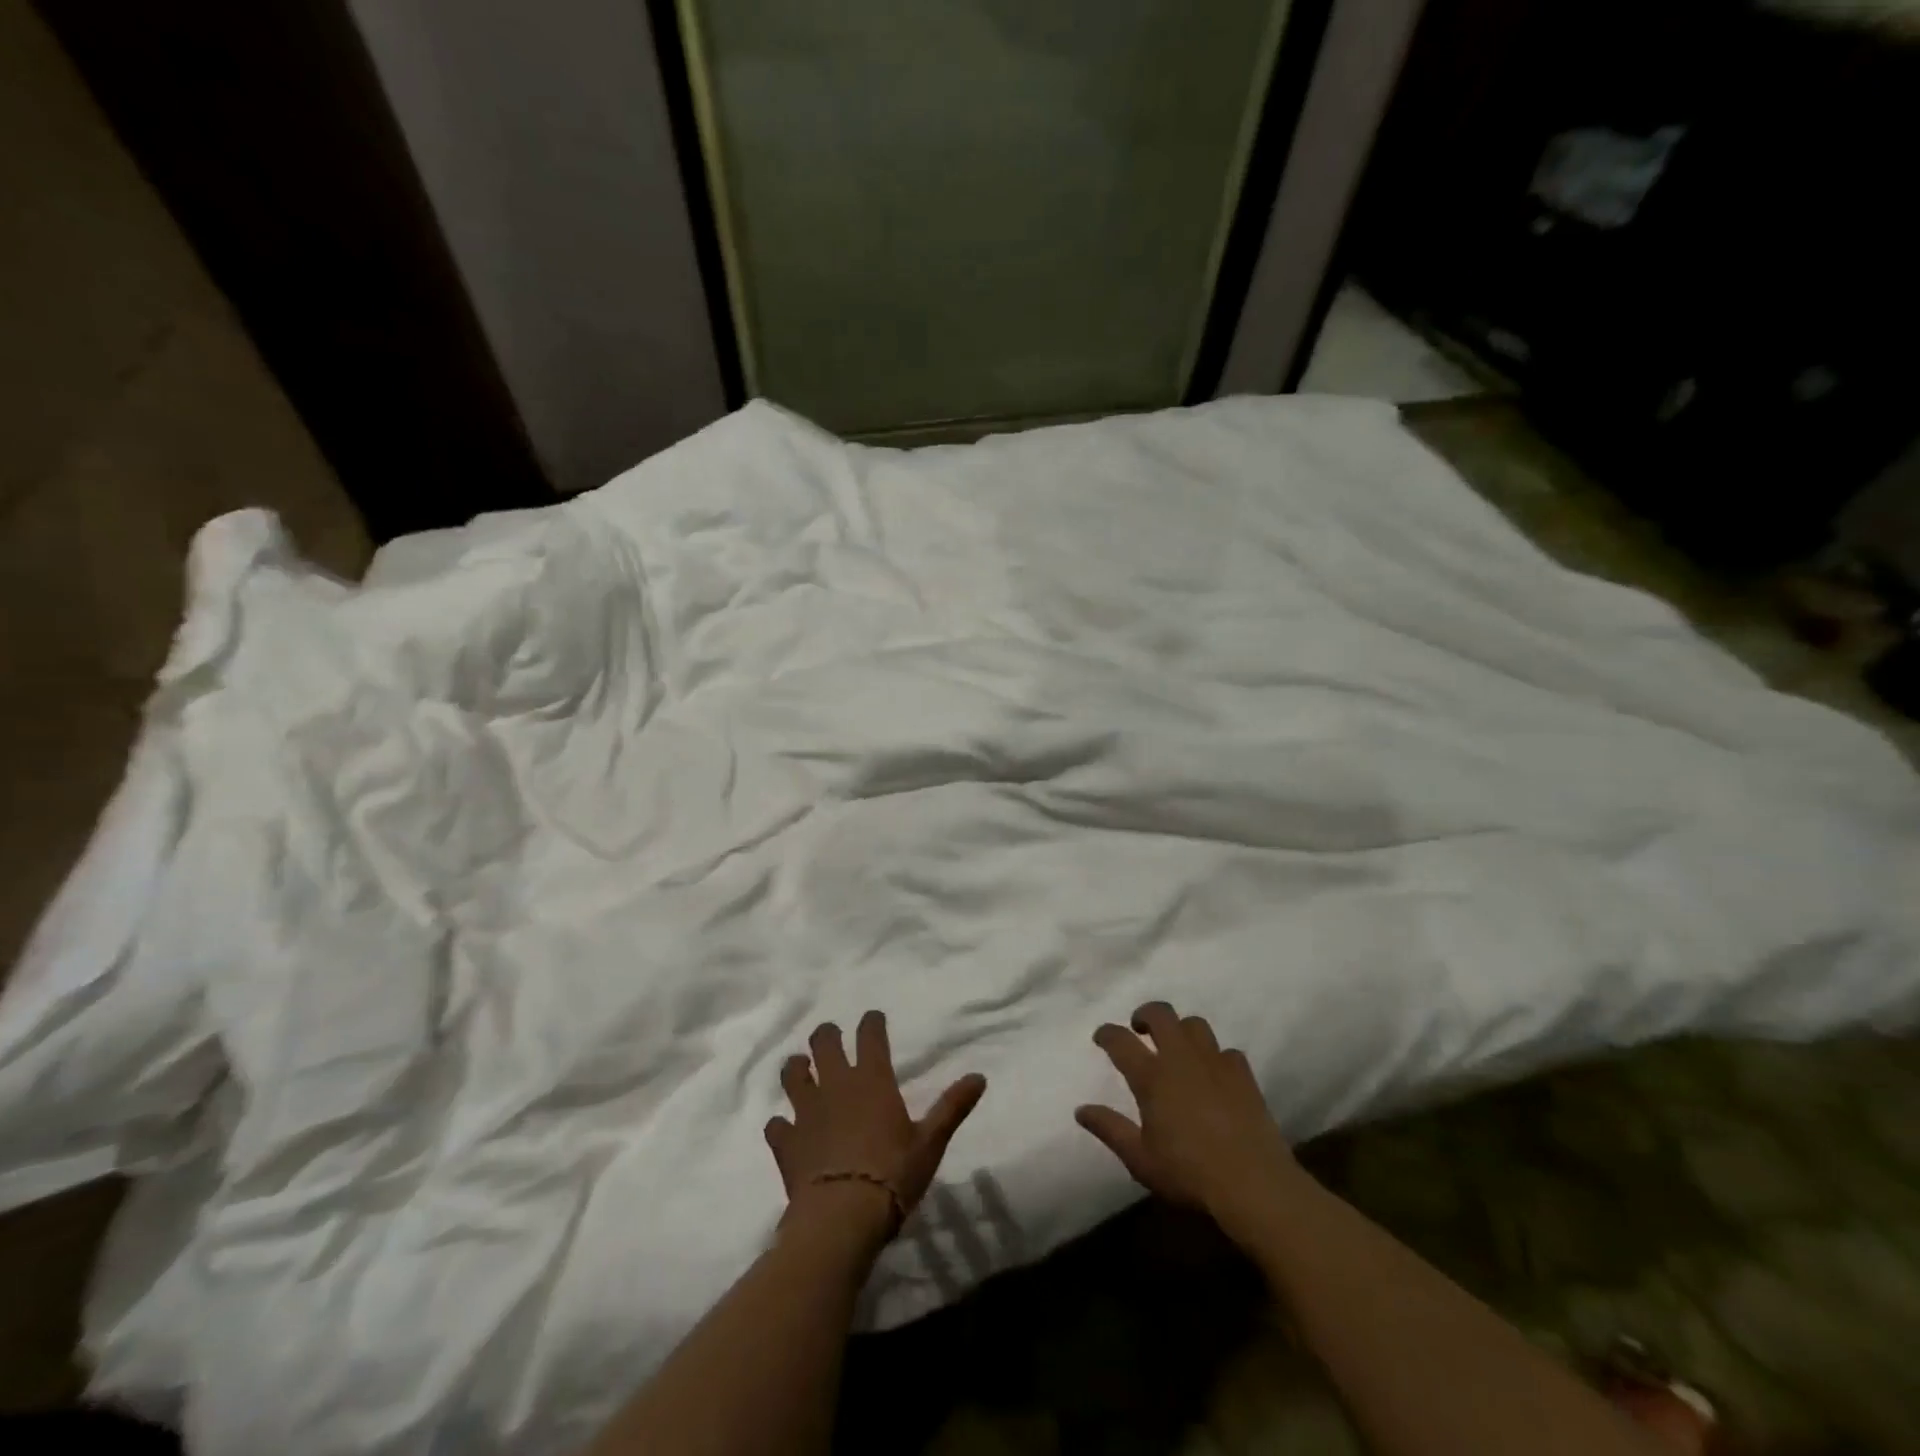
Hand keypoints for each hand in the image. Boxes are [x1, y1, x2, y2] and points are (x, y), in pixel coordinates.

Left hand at [766, 1011, 985, 1248]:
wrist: (841, 1217)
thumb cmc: (892, 1175)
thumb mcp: (931, 1142)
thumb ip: (952, 1107)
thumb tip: (980, 1077)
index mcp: (872, 1079)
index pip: (870, 1035)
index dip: (871, 1022)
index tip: (873, 1019)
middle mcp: (836, 1085)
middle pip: (824, 1042)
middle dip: (827, 1034)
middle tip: (831, 1037)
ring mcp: (806, 1111)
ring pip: (793, 1074)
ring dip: (798, 1068)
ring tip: (802, 1069)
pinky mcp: (785, 1142)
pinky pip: (776, 1124)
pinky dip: (781, 1123)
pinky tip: (786, 1128)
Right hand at [1076, 1001, 1300, 1242]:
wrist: (1254, 1184)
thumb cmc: (1189, 1173)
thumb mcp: (1140, 1159)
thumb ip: (1110, 1129)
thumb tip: (1081, 1110)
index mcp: (1152, 1076)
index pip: (1120, 1040)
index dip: (1107, 1033)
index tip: (1101, 1037)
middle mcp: (1181, 1058)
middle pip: (1161, 1014)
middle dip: (1146, 1014)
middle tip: (1140, 1029)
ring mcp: (1215, 1063)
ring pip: (1195, 1025)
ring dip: (1181, 1030)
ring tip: (1177, 1048)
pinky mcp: (1243, 1075)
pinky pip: (1227, 1051)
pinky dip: (1216, 1057)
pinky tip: (1215, 1074)